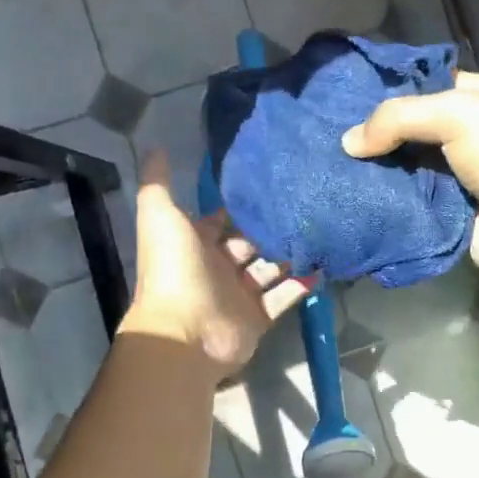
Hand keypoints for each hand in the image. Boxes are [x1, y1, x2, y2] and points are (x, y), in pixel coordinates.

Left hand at [119, 150, 310, 377]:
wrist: (187, 332)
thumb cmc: (174, 270)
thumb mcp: (160, 216)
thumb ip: (158, 182)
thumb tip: (155, 145)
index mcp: (193, 244)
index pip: (219, 220)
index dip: (238, 205)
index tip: (268, 184)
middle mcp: (216, 267)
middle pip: (249, 243)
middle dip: (270, 229)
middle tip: (303, 206)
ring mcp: (239, 295)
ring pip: (269, 269)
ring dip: (290, 254)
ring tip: (319, 230)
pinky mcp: (258, 317)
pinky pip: (284, 296)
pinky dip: (301, 284)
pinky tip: (322, 264)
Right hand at [340, 72, 478, 284]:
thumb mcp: (461, 114)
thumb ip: (402, 118)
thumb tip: (349, 142)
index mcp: (477, 100)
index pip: (420, 88)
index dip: (382, 92)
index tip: (336, 102)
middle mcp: (465, 139)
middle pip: (407, 134)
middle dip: (370, 139)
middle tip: (319, 142)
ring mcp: (455, 184)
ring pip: (403, 176)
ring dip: (371, 179)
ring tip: (322, 176)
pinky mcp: (447, 224)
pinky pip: (407, 215)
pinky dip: (383, 213)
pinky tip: (346, 209)